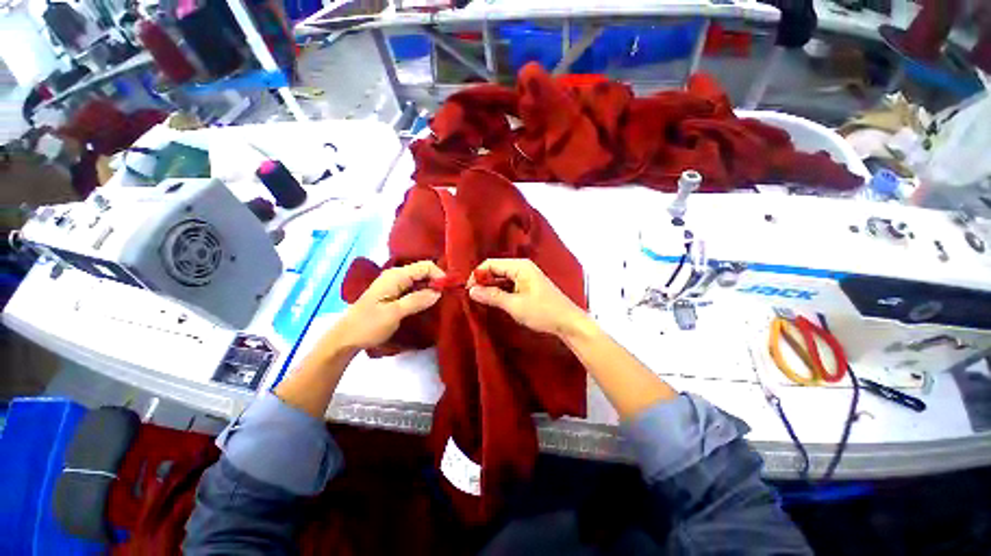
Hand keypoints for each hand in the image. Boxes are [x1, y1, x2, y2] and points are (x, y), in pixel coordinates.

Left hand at [331, 261, 444, 349]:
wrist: (345, 339)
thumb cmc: (368, 325)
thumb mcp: (394, 313)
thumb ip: (417, 300)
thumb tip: (438, 292)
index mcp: (396, 276)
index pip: (425, 266)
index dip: (440, 275)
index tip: (449, 290)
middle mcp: (396, 276)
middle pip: (424, 272)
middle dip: (437, 282)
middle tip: (449, 297)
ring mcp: (394, 284)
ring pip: (420, 280)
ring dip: (432, 288)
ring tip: (442, 301)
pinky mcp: (394, 294)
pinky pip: (414, 288)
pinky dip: (424, 294)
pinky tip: (429, 304)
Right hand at [467, 258, 588, 338]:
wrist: (568, 322)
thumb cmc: (543, 312)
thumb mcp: (515, 305)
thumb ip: (492, 296)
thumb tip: (471, 290)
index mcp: (520, 266)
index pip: (490, 264)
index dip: (477, 275)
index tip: (467, 291)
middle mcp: (522, 267)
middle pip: (495, 269)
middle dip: (483, 282)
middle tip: (472, 297)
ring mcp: (526, 276)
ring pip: (501, 278)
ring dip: (491, 288)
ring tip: (480, 300)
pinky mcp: (528, 286)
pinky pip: (509, 285)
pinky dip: (500, 292)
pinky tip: (494, 301)